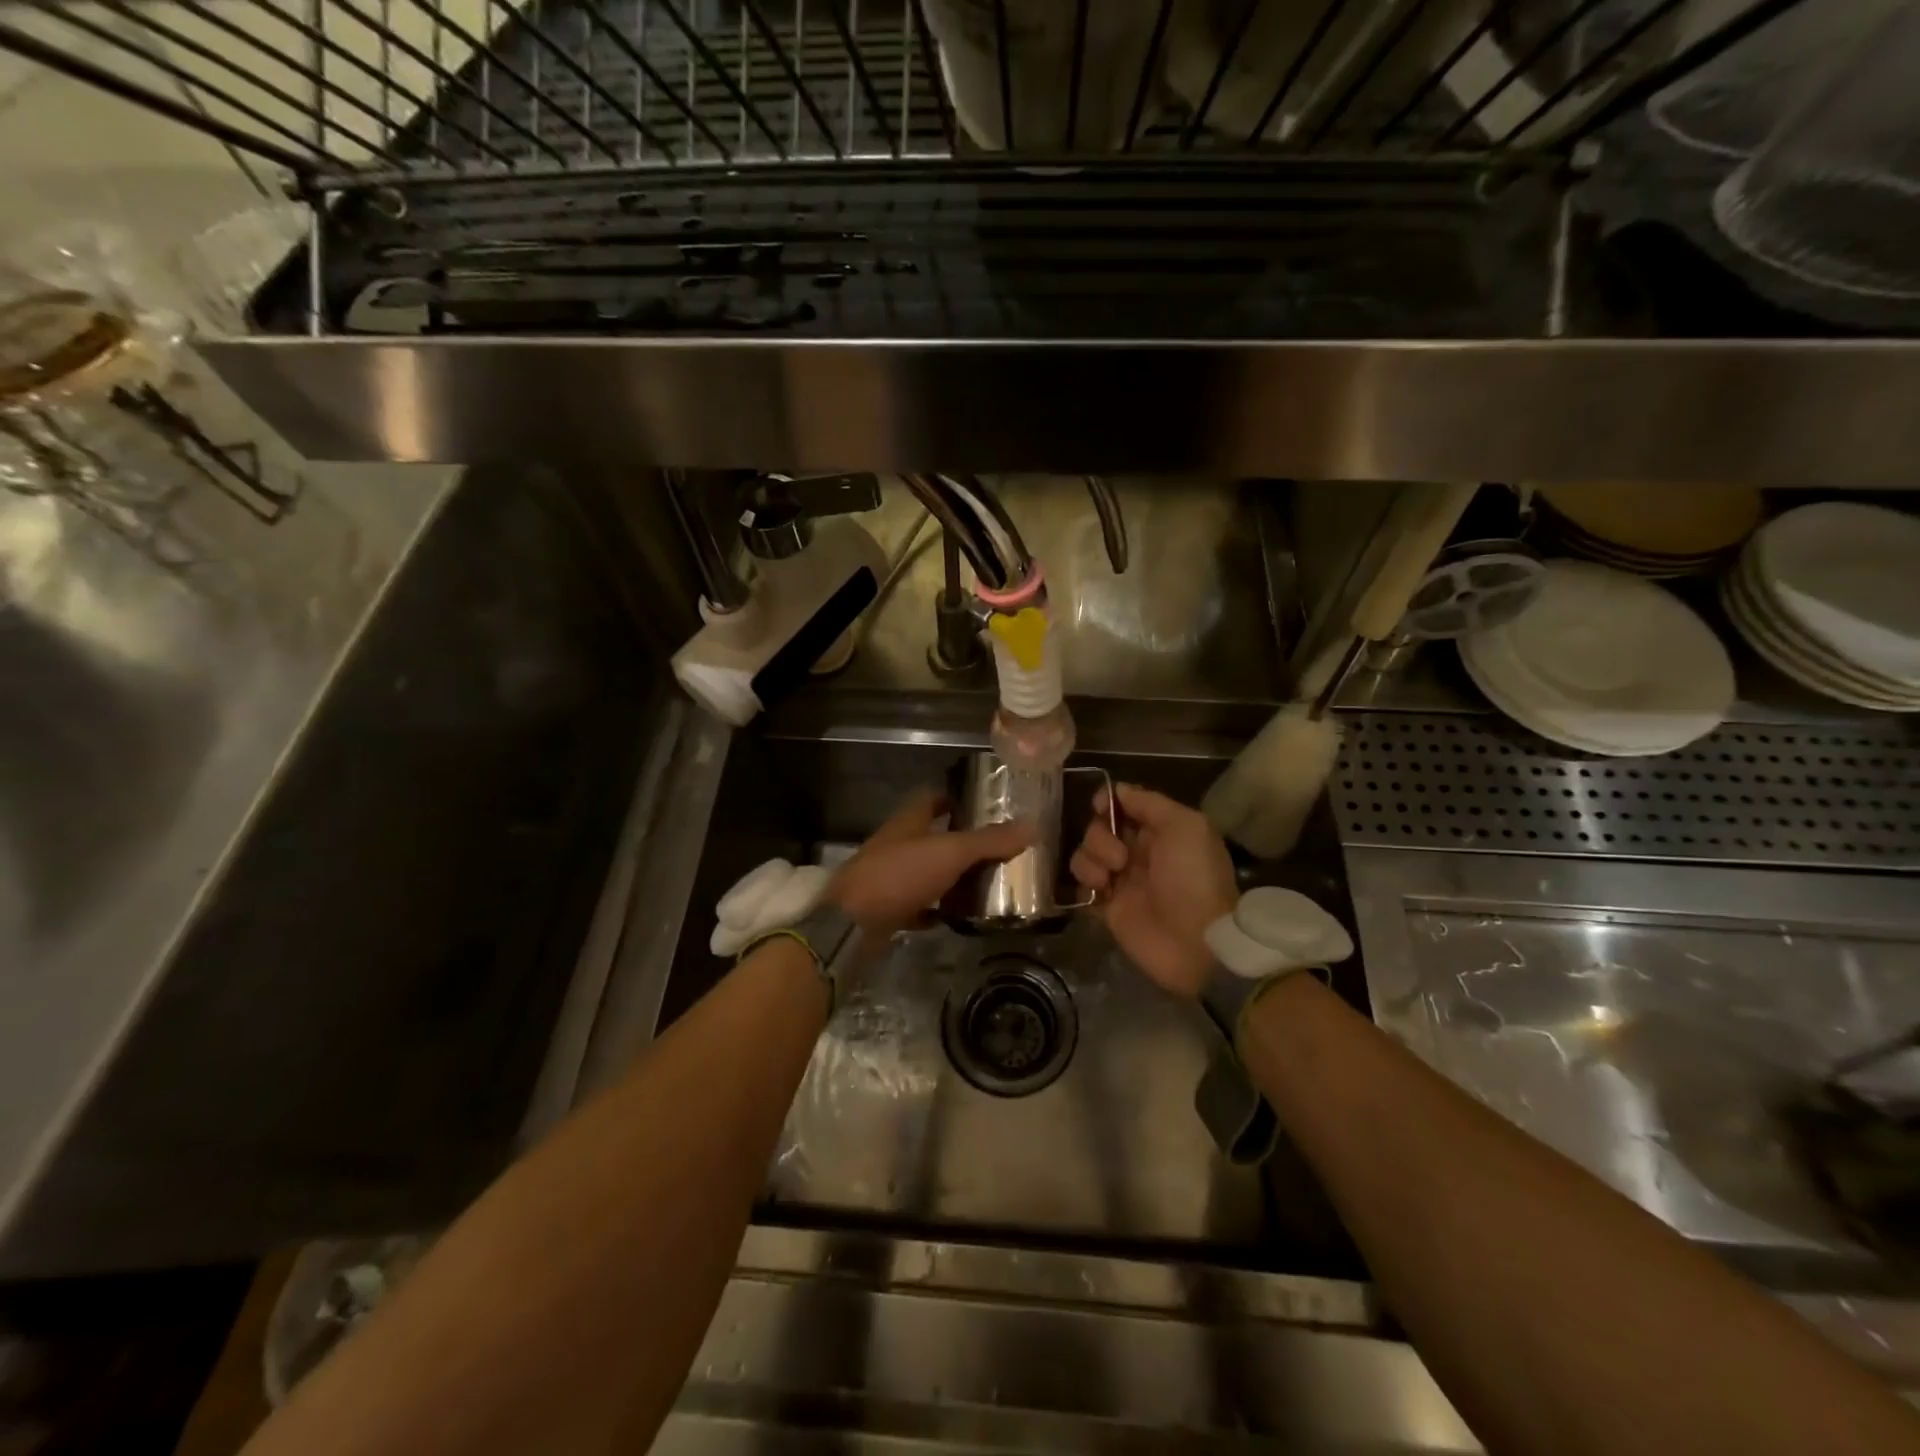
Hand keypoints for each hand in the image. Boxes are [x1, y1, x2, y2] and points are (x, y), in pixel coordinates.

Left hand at [830, 789, 1033, 937]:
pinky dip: (934, 909)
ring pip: (923, 870)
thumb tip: (1032, 826)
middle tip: (994, 848)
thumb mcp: (950, 853)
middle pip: (928, 835)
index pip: (931, 798)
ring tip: (983, 882)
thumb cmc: (899, 876)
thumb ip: (989, 841)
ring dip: (948, 875)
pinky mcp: (884, 908)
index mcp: (907, 821)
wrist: (852, 924)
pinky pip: (915, 904)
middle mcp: (895, 844)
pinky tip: (956, 917)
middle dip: (958, 839)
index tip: (983, 805)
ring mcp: (886, 877)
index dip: (954, 797)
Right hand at [1070, 783, 1236, 998]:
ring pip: (1087, 852)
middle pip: (1100, 826)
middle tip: (1120, 856)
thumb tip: (1118, 790)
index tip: (1100, 805)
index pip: (1125, 805)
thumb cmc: (1193, 878)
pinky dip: (1085, 880)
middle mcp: (1139, 852)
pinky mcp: (1106, 906)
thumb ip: (1150, 803)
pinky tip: (1101, 890)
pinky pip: (1082, 882)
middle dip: (1101, 834)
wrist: (1196, 942)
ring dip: (1092, 857)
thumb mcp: (1186, 826)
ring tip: (1111, 877)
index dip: (1108, 801)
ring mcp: (1121, 879)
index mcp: (1162, 831)